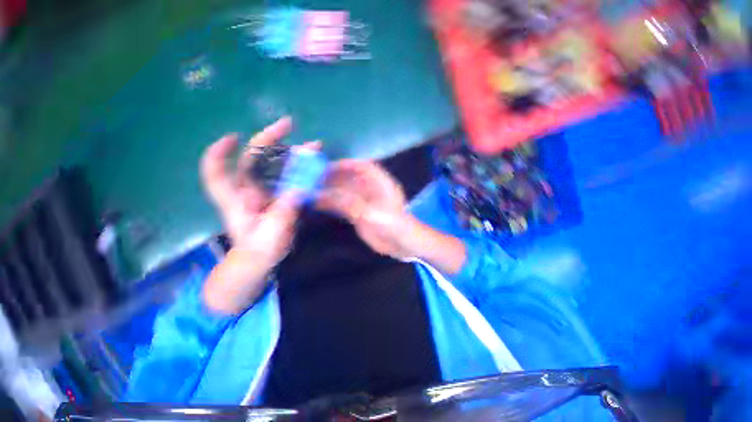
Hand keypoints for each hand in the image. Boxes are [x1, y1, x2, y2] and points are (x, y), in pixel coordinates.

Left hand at [200, 117, 302, 313]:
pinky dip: (302, 171)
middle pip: (254, 159)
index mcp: (237, 200)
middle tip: (289, 126)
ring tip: (314, 147)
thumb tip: (298, 189)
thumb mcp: (272, 234)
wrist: (263, 260)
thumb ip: (283, 212)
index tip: (233, 136)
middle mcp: (249, 190)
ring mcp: (266, 192)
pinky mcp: (280, 197)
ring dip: (293, 154)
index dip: (219, 153)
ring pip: (276, 167)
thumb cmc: (260, 250)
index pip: (218, 172)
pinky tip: (315, 167)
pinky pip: (289, 179)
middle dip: (269, 140)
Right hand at [319, 159, 466, 273]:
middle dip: (333, 177)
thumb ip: (350, 203)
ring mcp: (365, 202)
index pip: (362, 167)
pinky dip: (332, 204)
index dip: (346, 164)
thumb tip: (325, 195)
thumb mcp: (372, 214)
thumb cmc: (393, 225)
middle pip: (350, 179)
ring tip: (311, 190)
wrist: (403, 245)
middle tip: (313, 178)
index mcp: (380, 183)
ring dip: (330, 191)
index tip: (328, 165)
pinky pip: (344, 206)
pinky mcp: (360, 214)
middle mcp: (372, 190)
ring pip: (345, 192)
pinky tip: (319, 204)